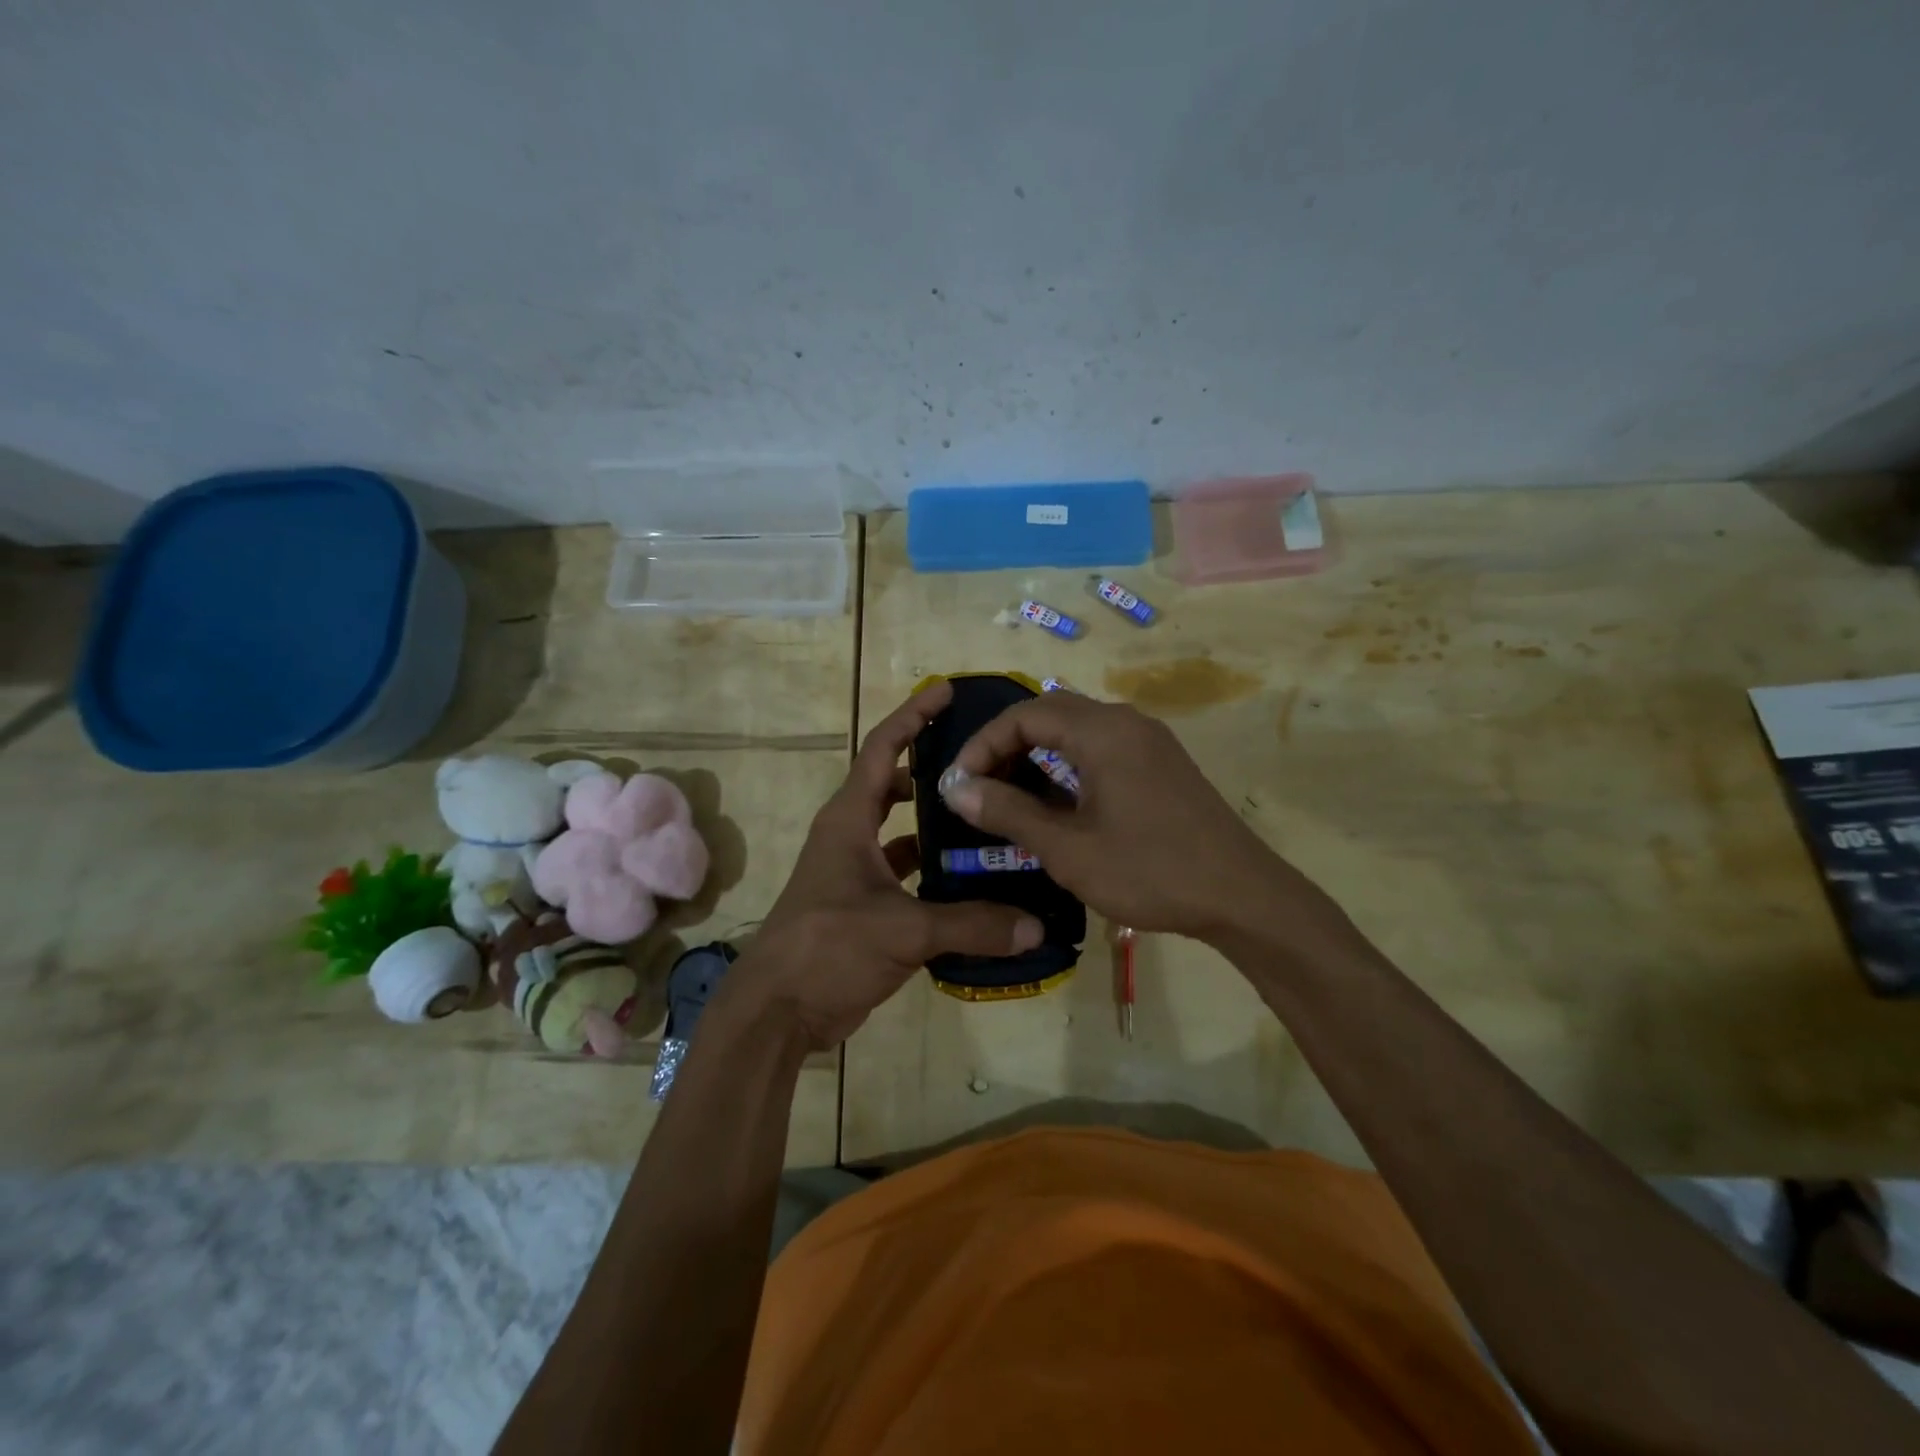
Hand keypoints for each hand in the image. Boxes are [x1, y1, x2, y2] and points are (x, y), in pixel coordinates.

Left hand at [721, 682, 1044, 1050]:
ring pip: (904, 833)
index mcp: (850, 820)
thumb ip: (971, 924)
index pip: (883, 749)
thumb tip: (1035, 926)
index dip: (913, 716)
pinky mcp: (865, 906)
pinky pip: (907, 874)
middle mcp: (852, 836)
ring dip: (939, 826)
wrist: (778, 1010)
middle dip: (934, 769)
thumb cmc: (828, 947)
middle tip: (985, 764)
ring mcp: (857, 872)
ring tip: (990, 819)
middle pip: (895, 785)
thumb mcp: (902, 930)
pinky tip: (973, 881)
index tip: (946, 691)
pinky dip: (935, 872)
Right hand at [942, 691, 1310, 939]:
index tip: (960, 784)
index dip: (984, 744)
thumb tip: (956, 788)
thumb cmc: (1149, 871)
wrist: (1242, 896)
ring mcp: (1149, 741)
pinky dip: (1068, 764)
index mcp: (1102, 732)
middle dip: (1007, 744)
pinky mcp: (1162, 763)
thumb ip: (1008, 812)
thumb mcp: (1068, 848)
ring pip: (1077, 729)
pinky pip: (1102, 747)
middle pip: (1050, 712)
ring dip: (1038, 753)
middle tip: (981, 786)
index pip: (1024, 715)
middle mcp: (1126, 722)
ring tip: (1010, 795)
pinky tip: (1057, 802)